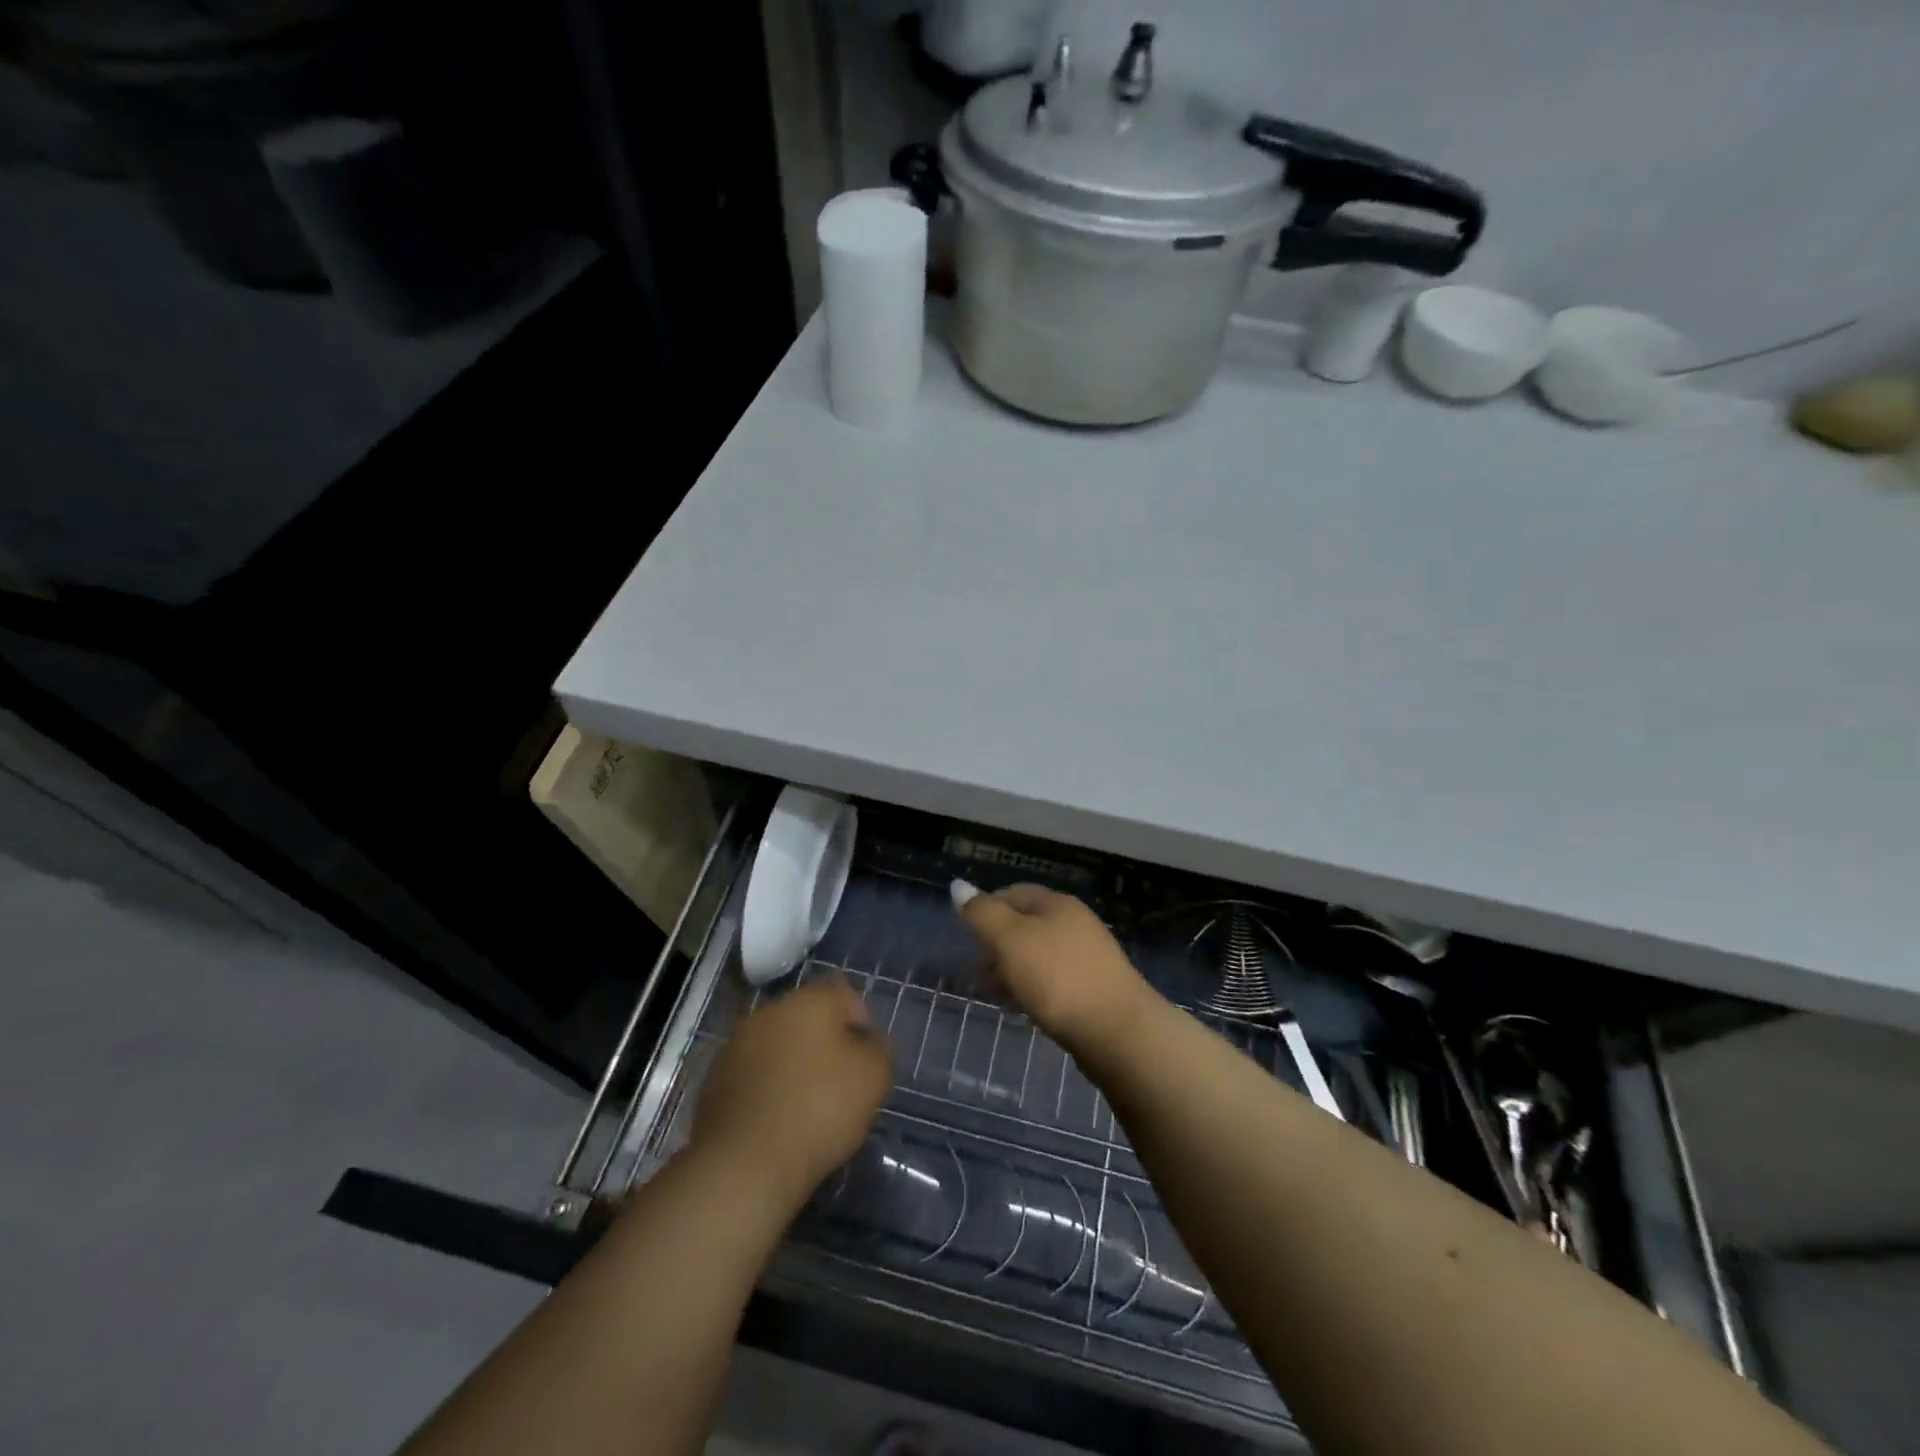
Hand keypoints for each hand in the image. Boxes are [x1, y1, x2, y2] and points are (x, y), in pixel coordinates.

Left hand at [693, 978, 891, 1202]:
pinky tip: (778, 1121)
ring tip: (807, 1107)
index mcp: (809, 1000)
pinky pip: (754, 1074)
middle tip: (841, 1083)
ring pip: (779, 1045)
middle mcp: (769, 1011)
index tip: (866, 1060)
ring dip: (794, 1065)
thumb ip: (878, 1048)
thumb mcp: (874, 1076)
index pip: (843, 993)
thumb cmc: (819, 1109)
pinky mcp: (714, 1080)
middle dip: (825, 1043)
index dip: (861, 1023)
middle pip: (808, 1018)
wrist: (744, 1164)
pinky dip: (768, 1089)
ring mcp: (736, 1044)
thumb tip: (866, 1042)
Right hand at [956, 883, 1160, 1054]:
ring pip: (1039, 955)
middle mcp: (1075, 923)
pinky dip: (1033, 990)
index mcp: (1056, 904)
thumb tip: (958, 886)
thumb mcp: (1010, 940)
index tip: (965, 936)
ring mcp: (1088, 957)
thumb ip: (982, 913)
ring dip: (1013, 970)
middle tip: (976, 970)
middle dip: (997, 945)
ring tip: (995, 994)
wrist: (1118, 1032)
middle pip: (1026, 925)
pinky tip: (1024, 1009)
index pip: (1012, 893)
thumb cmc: (1057, 978)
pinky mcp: (1094, 989)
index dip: (985, 909)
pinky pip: (1054, 981)